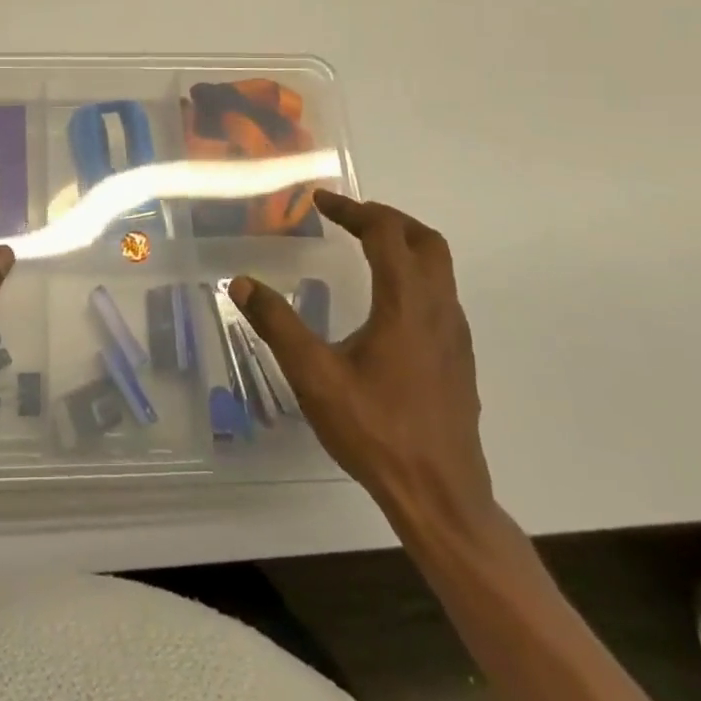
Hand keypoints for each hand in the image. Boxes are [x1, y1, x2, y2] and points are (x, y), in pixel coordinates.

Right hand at [230, 190, 493, 535]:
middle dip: (387, 218)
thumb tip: (242, 282)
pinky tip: (385, 304)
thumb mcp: (314, 376)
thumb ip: (278, 325)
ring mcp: (454, 336)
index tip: (320, 202)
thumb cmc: (376, 431)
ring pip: (439, 268)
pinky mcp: (458, 359)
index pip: (385, 233)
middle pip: (425, 240)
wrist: (441, 498)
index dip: (353, 210)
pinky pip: (440, 295)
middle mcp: (438, 310)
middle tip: (349, 215)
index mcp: (406, 304)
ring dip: (404, 245)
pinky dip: (414, 275)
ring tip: (365, 248)